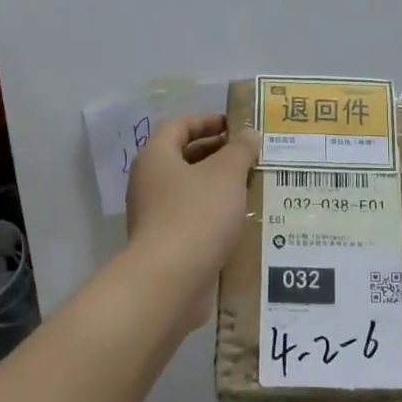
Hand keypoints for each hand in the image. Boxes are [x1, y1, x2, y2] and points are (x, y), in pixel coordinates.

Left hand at [126, 114, 256, 329]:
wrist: (170, 280)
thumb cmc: (196, 215)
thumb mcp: (226, 174)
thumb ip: (240, 150)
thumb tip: (248, 134)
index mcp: (156, 157)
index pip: (179, 126)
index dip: (207, 121)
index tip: (236, 125)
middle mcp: (149, 182)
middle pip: (184, 157)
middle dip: (218, 154)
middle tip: (251, 156)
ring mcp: (155, 215)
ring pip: (191, 190)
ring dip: (219, 185)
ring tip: (252, 185)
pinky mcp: (166, 243)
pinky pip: (193, 217)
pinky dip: (215, 213)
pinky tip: (241, 219)